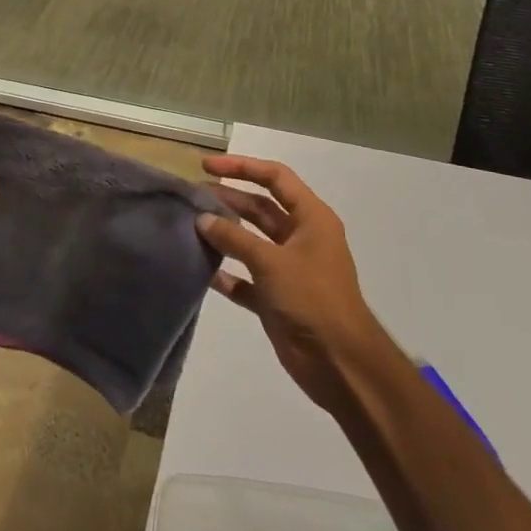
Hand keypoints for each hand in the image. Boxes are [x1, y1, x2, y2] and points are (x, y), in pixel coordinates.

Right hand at [198, 155, 383, 412]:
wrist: (340, 364)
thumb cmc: (312, 299)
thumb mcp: (272, 261)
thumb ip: (234, 238)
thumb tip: (202, 219)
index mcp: (311, 219)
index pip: (275, 178)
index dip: (242, 167)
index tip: (206, 166)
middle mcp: (300, 238)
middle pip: (260, 207)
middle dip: (228, 199)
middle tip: (192, 197)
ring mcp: (288, 268)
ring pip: (250, 241)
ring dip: (224, 233)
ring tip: (190, 226)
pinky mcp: (276, 298)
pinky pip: (245, 278)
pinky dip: (226, 274)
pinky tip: (201, 270)